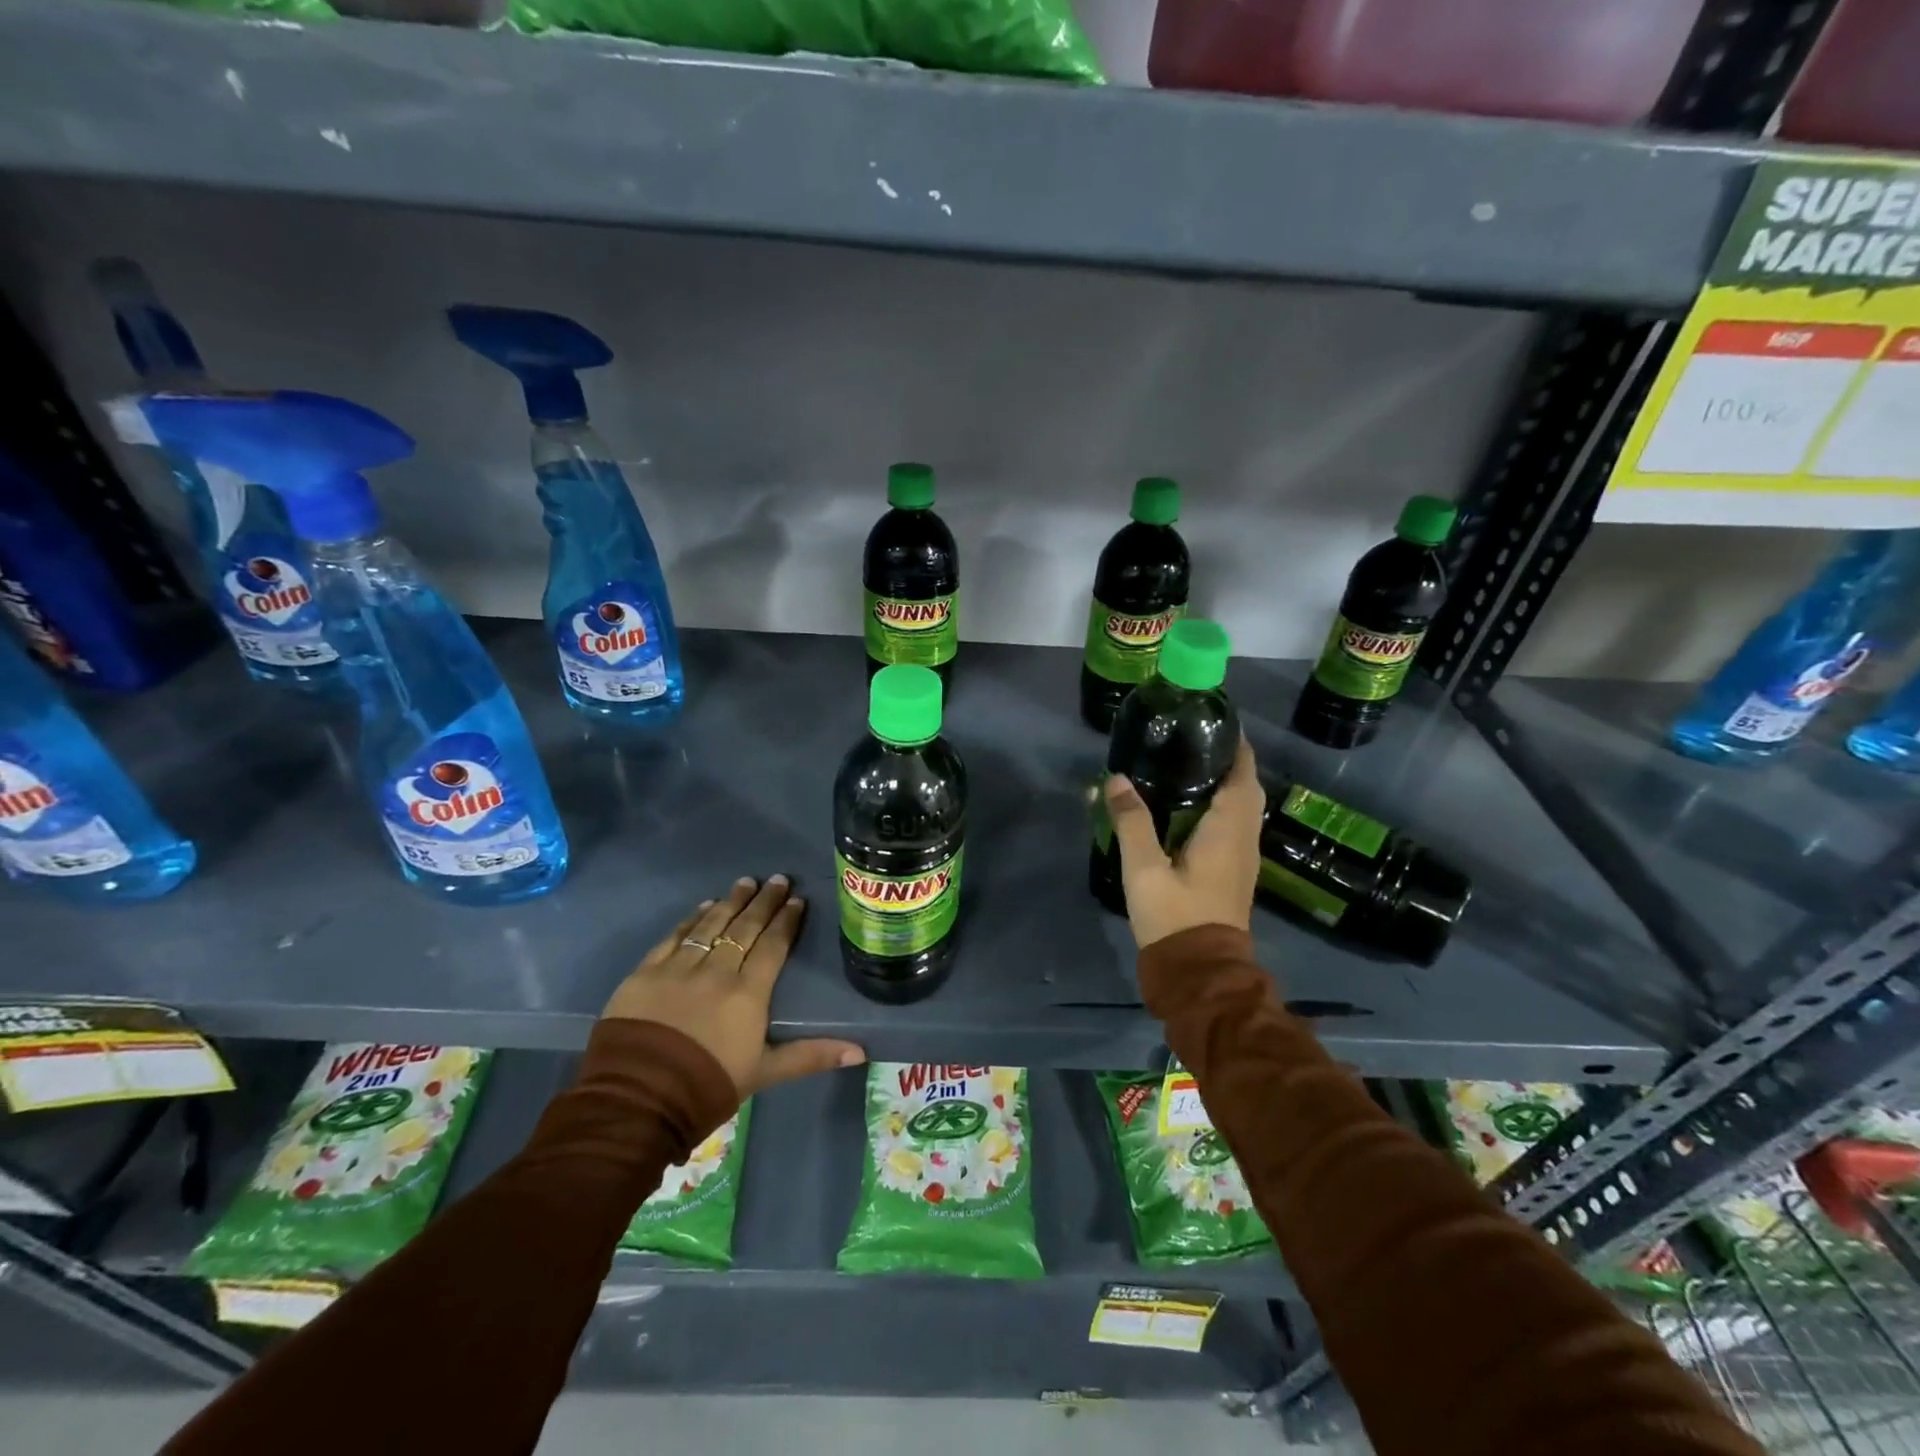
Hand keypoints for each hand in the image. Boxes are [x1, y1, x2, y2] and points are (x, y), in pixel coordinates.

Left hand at [602, 875, 864, 1096]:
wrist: (637, 1101)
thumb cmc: (708, 1086)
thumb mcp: (765, 1073)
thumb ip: (811, 1056)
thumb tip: (860, 1051)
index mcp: (748, 993)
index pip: (773, 946)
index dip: (786, 921)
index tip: (797, 900)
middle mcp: (716, 971)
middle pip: (745, 928)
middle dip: (763, 901)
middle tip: (777, 879)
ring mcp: (678, 968)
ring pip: (711, 925)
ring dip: (731, 902)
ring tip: (745, 882)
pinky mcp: (645, 973)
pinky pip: (674, 937)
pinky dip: (691, 920)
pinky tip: (703, 907)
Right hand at [1105, 737, 1264, 948]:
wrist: (1200, 973)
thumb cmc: (1174, 916)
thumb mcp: (1144, 868)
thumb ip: (1131, 821)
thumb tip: (1117, 778)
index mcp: (1229, 829)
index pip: (1243, 773)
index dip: (1235, 744)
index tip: (1215, 720)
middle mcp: (1245, 838)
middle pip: (1246, 787)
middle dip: (1228, 760)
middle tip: (1194, 739)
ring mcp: (1243, 857)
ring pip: (1243, 808)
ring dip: (1225, 783)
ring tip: (1189, 764)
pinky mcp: (1233, 872)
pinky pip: (1235, 825)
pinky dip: (1221, 805)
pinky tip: (1191, 807)